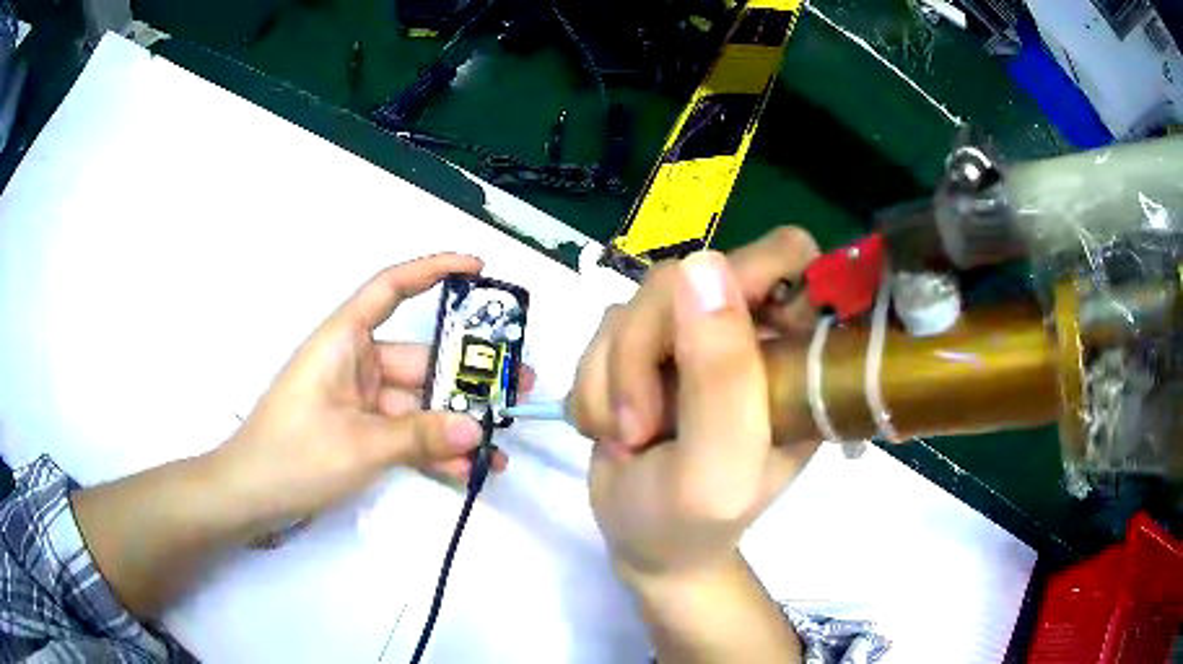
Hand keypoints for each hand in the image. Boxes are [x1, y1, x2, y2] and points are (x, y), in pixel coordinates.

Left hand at [210, 253, 529, 537]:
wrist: (249, 497)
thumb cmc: (293, 454)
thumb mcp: (360, 445)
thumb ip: (421, 436)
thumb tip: (479, 429)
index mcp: (344, 341)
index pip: (391, 287)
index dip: (434, 270)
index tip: (479, 269)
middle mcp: (355, 363)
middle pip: (420, 357)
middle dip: (468, 374)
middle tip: (518, 387)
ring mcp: (359, 401)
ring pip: (418, 403)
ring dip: (455, 422)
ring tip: (503, 442)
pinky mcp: (360, 433)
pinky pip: (404, 434)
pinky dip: (432, 449)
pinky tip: (468, 469)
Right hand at [570, 227, 819, 581]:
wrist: (644, 544)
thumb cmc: (694, 524)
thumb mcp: (718, 468)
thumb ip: (722, 377)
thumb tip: (703, 264)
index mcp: (797, 354)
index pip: (790, 258)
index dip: (749, 276)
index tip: (703, 336)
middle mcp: (750, 332)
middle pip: (691, 274)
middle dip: (647, 347)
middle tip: (643, 422)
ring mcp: (694, 336)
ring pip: (638, 302)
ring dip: (615, 376)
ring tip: (628, 436)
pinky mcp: (646, 345)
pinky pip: (605, 327)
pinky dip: (594, 382)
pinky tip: (609, 426)